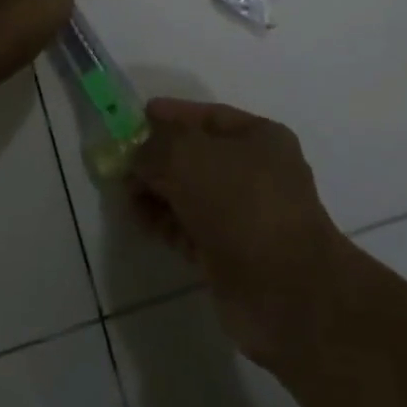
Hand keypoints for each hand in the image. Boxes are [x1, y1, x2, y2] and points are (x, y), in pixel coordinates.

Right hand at [129, 100, 352, 367]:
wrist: (286, 291)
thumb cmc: (242, 204)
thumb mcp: (189, 157)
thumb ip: (156, 146)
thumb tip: (138, 154)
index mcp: (260, 138)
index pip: (209, 116)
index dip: (172, 115)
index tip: (136, 117)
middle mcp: (255, 173)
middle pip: (197, 156)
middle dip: (159, 156)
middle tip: (120, 159)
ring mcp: (244, 217)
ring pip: (190, 194)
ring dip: (157, 190)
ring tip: (122, 190)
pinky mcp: (229, 255)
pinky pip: (188, 228)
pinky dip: (164, 222)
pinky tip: (137, 218)